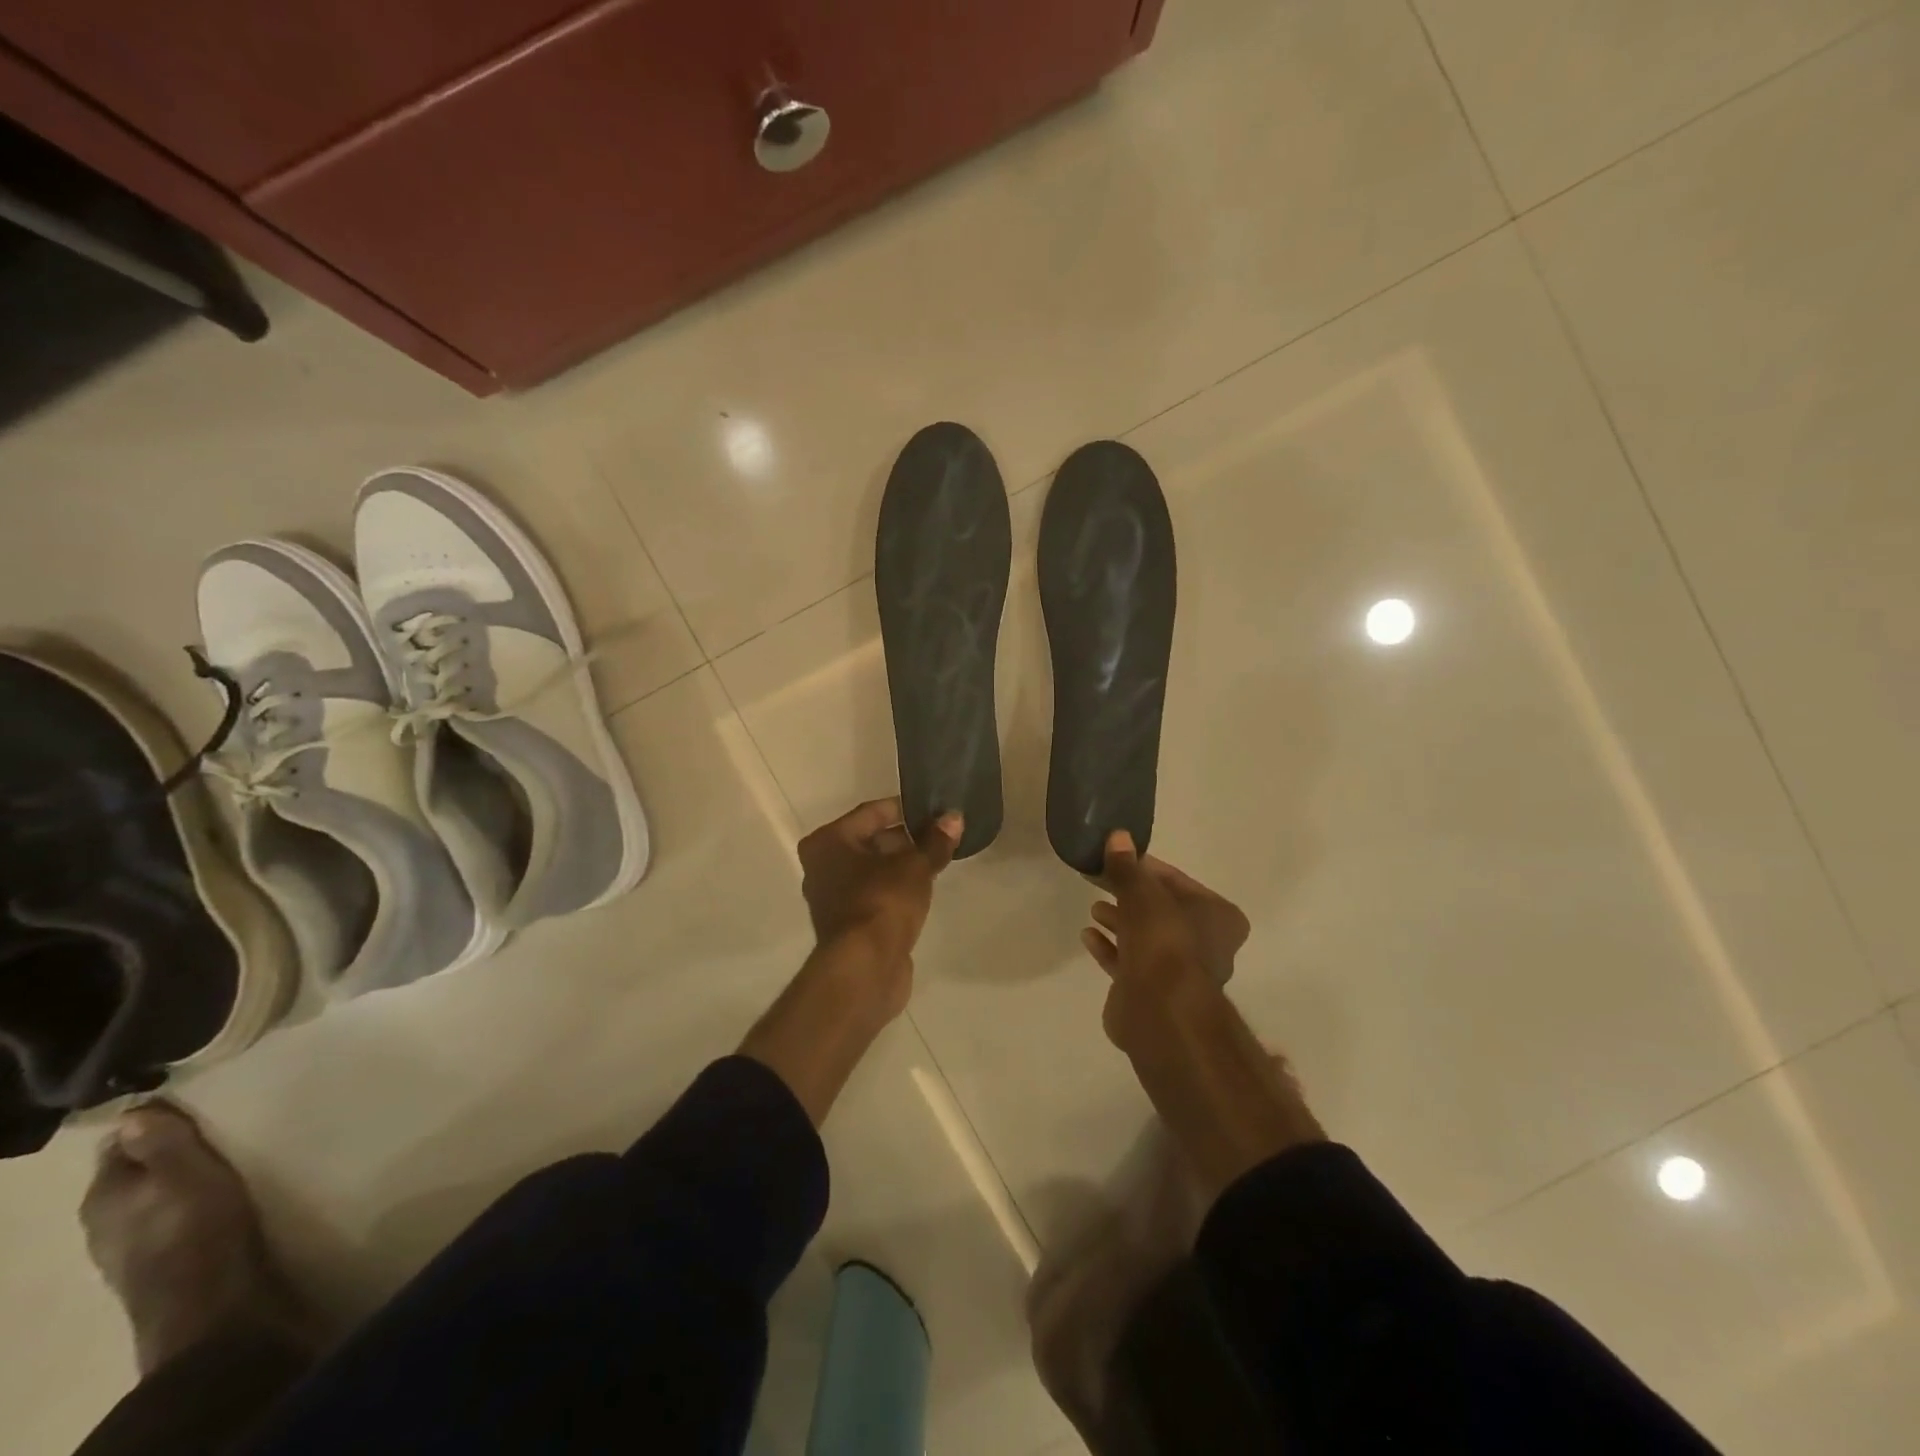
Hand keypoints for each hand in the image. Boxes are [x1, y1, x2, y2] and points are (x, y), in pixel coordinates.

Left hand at [799, 797, 961, 967]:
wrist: (865, 967)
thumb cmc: (883, 902)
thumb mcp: (916, 866)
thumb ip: (935, 841)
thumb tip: (954, 817)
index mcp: (828, 842)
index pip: (871, 812)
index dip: (905, 808)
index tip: (934, 809)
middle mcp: (822, 866)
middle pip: (870, 841)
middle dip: (905, 838)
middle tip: (940, 836)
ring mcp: (832, 897)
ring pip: (872, 869)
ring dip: (901, 865)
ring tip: (936, 860)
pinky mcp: (847, 924)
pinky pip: (875, 894)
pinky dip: (895, 889)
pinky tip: (922, 890)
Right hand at [1081, 831, 1249, 1050]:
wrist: (1160, 1011)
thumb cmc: (1162, 942)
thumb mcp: (1142, 893)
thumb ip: (1127, 866)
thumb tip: (1117, 835)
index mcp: (1218, 915)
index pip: (1176, 880)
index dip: (1143, 867)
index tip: (1115, 858)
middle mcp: (1206, 942)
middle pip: (1159, 908)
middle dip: (1129, 894)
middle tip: (1098, 879)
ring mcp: (1179, 971)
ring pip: (1145, 936)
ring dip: (1119, 920)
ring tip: (1093, 907)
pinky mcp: (1153, 992)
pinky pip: (1129, 961)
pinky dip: (1110, 948)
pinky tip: (1088, 936)